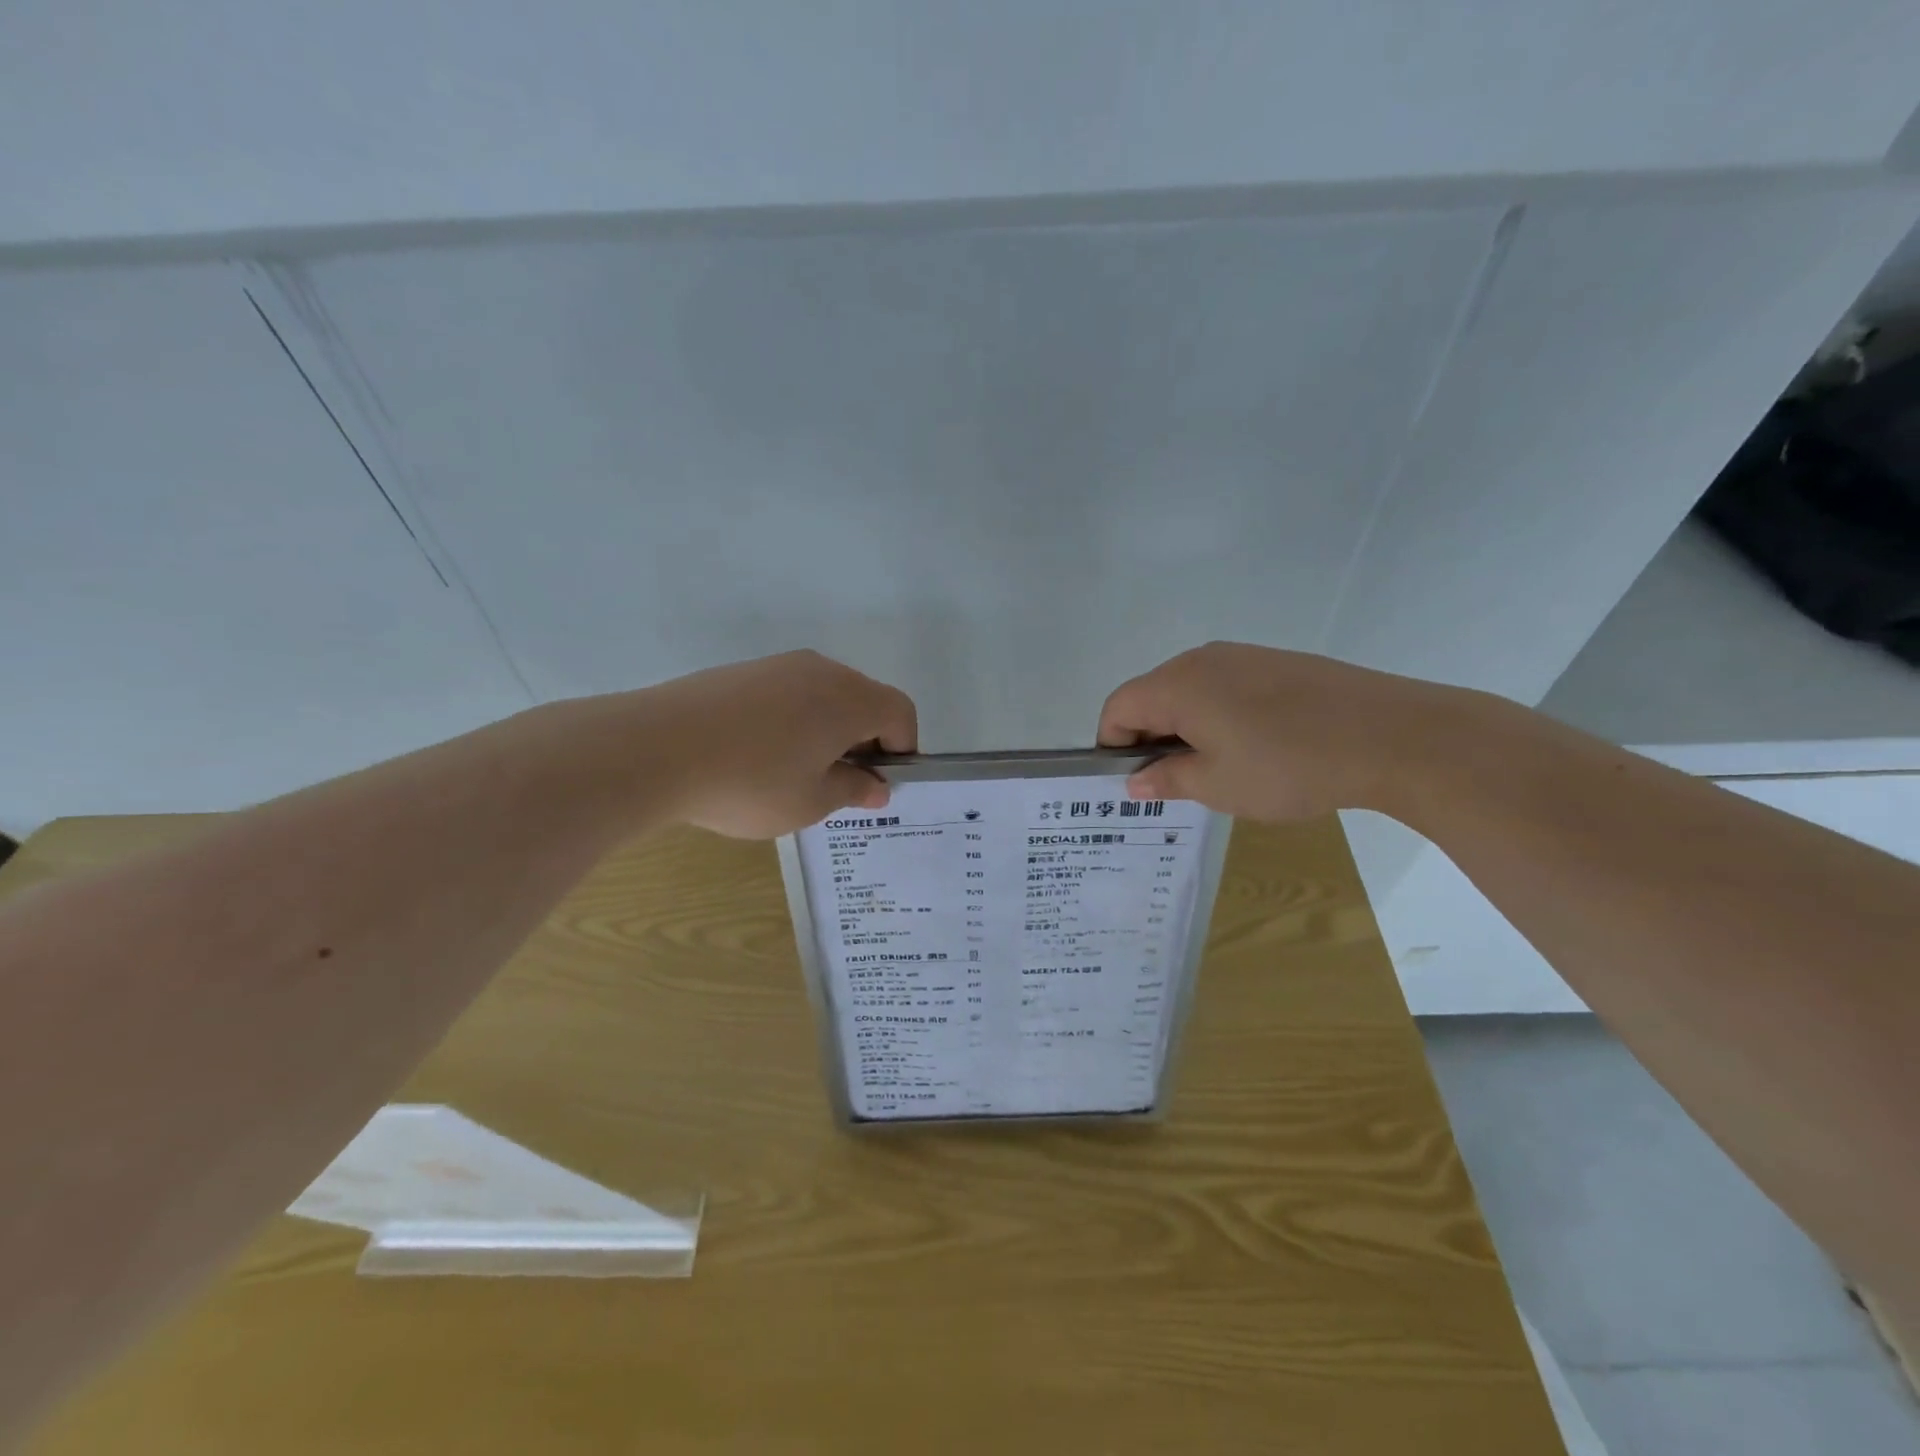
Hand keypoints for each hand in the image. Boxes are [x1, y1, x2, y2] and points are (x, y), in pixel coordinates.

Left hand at [642, 650, 917, 838]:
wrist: (654, 749)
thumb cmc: (750, 782)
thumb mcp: (811, 801)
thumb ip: (853, 790)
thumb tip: (877, 786)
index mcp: (849, 699)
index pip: (900, 712)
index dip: (903, 749)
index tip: (879, 784)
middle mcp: (820, 671)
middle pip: (863, 700)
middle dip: (864, 742)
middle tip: (840, 785)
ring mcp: (777, 667)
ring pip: (823, 696)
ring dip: (827, 732)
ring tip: (795, 775)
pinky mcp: (741, 673)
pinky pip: (787, 695)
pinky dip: (793, 722)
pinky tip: (759, 757)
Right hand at [1096, 642, 1471, 821]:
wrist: (1392, 735)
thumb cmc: (1288, 765)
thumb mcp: (1217, 785)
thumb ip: (1166, 779)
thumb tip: (1135, 781)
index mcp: (1177, 684)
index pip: (1118, 707)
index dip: (1112, 746)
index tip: (1133, 783)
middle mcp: (1202, 659)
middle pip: (1151, 696)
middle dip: (1150, 739)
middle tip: (1173, 784)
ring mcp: (1243, 656)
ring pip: (1189, 691)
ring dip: (1185, 729)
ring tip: (1216, 770)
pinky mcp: (1277, 663)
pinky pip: (1225, 687)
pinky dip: (1218, 716)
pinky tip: (1253, 748)